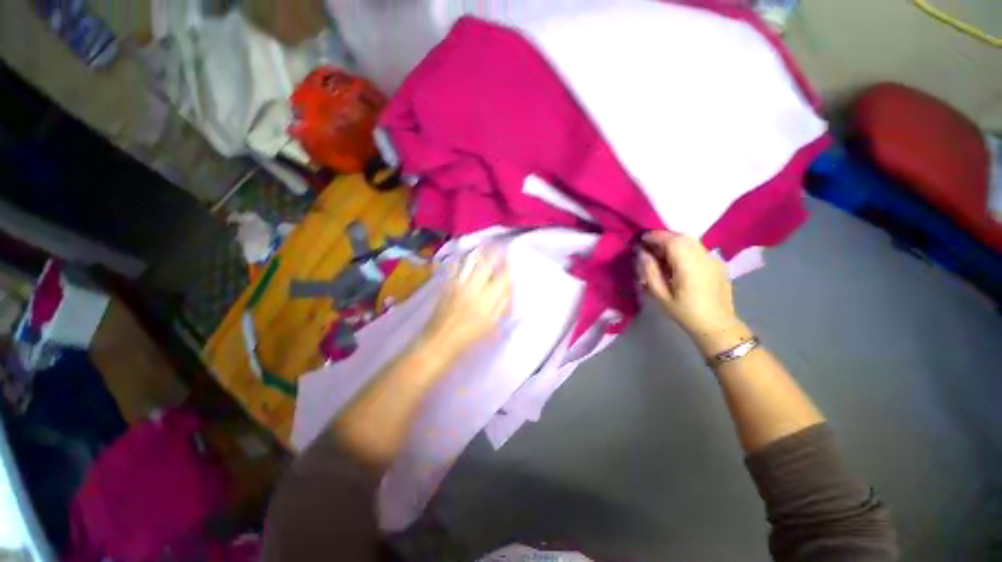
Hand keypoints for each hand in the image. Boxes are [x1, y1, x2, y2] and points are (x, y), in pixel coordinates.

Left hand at [423, 249, 511, 355]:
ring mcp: (458, 284)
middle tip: (498, 246)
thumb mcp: (490, 325)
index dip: (507, 267)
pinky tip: (462, 255)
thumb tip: (506, 289)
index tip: (509, 261)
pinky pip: (453, 267)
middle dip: (493, 253)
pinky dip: (459, 259)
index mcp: (486, 300)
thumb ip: (500, 306)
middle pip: (485, 264)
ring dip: (478, 252)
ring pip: (469, 262)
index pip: (501, 277)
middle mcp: (473, 288)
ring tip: (483, 245)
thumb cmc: (468, 338)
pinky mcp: (446, 285)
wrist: (438, 342)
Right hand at [637, 231, 738, 337]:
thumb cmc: (685, 313)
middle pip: (682, 237)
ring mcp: (713, 259)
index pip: (671, 240)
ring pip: (691, 241)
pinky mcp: (718, 264)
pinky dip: (684, 248)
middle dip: (664, 237)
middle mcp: (704, 257)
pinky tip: (677, 262)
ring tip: (661, 254)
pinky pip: (698, 249)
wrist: (717, 325)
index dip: (655, 236)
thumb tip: (641, 253)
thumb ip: (649, 271)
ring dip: (674, 242)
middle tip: (649, 246)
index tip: (641, 239)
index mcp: (689, 266)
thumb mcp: (660, 295)